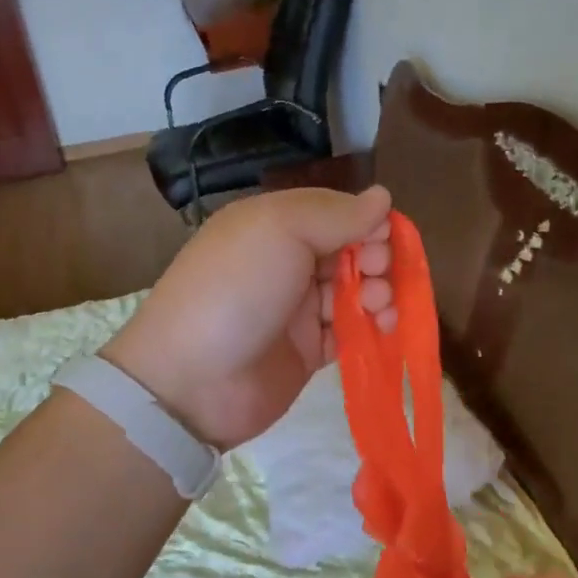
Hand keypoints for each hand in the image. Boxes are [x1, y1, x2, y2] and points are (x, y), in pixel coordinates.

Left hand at [102, 186, 396, 447]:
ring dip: (377, 292)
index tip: (385, 236)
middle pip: (347, 251)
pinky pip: (349, 332)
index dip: (364, 220)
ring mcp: (296, 310)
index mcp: (271, 226)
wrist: (192, 380)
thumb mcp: (278, 230)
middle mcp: (285, 263)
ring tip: (380, 306)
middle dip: (374, 257)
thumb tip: (382, 197)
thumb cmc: (235, 290)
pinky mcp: (307, 352)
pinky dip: (371, 327)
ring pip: (353, 291)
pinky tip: (385, 328)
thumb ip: (334, 214)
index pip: (332, 212)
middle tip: (377, 273)